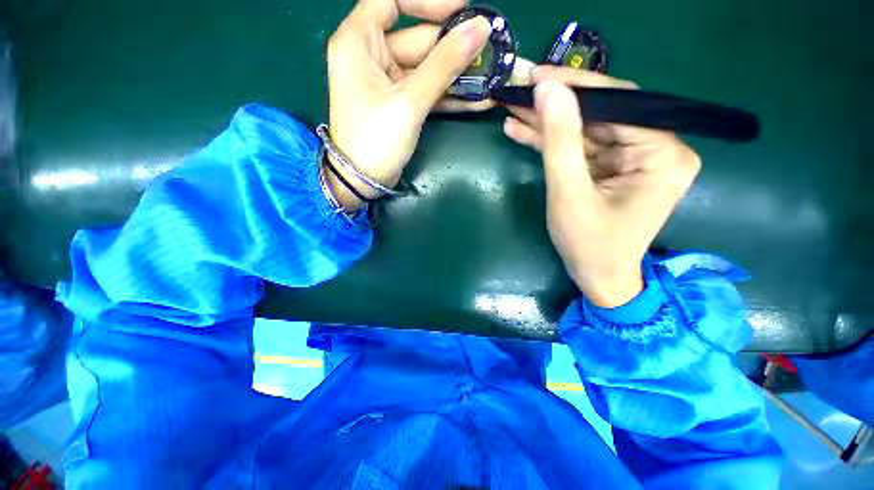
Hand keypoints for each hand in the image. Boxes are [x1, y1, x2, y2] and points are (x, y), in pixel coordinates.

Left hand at [325, 0, 491, 209]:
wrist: (363, 180)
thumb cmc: (375, 139)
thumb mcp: (409, 101)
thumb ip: (443, 65)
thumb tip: (480, 29)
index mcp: (359, 41)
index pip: (393, 0)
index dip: (428, 1)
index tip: (463, 8)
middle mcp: (371, 55)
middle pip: (418, 38)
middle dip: (454, 47)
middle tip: (491, 50)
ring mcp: (388, 81)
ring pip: (427, 68)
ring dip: (458, 75)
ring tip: (492, 75)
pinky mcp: (400, 103)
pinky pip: (427, 90)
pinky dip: (450, 95)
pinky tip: (478, 98)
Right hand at [503, 67, 700, 306]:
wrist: (598, 279)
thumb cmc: (589, 244)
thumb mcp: (569, 192)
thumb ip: (559, 140)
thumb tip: (548, 89)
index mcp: (663, 153)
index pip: (618, 105)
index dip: (575, 88)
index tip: (536, 75)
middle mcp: (656, 149)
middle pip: (599, 116)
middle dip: (555, 106)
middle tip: (518, 90)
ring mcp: (632, 160)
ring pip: (585, 132)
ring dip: (547, 124)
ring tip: (512, 110)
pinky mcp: (612, 170)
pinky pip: (580, 150)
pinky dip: (551, 143)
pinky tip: (522, 131)